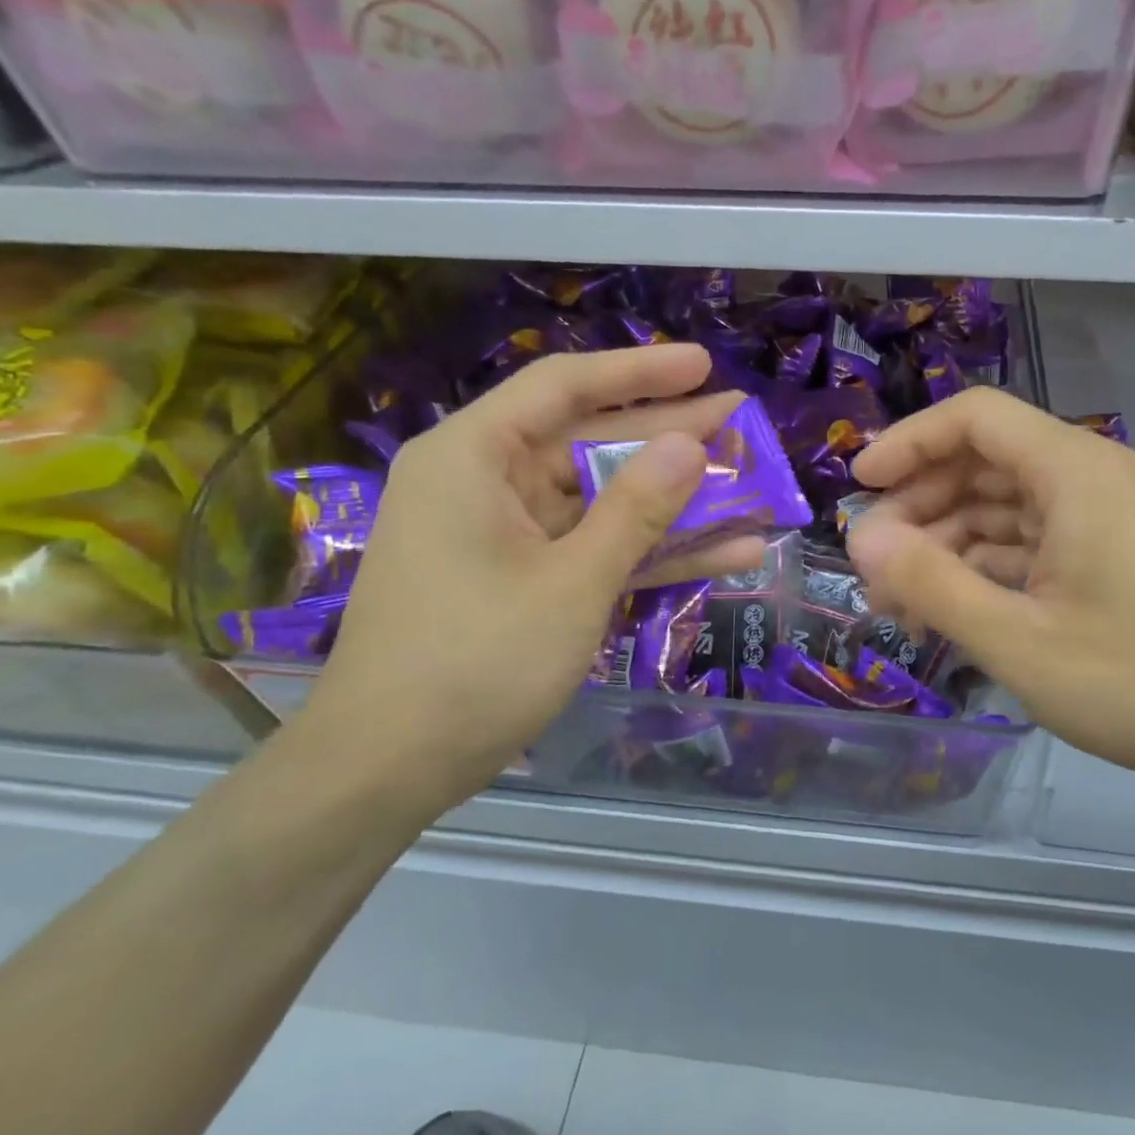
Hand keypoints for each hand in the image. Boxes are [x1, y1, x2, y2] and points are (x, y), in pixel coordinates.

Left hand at [300, 345, 762, 815]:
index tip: (703, 365)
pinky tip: (723, 553)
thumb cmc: (474, 663)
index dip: (639, 371)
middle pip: (590, 441)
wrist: (387, 770)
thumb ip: (637, 509)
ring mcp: (505, 534)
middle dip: (669, 437)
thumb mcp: (571, 582)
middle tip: (740, 420)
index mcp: (473, 457)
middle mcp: (484, 482)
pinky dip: (649, 550)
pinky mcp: (521, 578)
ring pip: (601, 499)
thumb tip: (692, 444)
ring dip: (672, 500)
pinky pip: (592, 546)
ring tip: (748, 484)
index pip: (564, 386)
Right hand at [845, 389, 1134, 792]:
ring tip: (904, 601)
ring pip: (1004, 503)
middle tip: (875, 565)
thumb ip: (931, 585)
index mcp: (1074, 472)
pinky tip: (956, 607)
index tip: (858, 488)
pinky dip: (988, 564)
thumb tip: (860, 540)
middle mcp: (1091, 475)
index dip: (908, 443)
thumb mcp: (1019, 642)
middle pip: (984, 459)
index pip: (974, 417)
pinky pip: (1032, 537)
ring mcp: (1105, 513)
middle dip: (920, 505)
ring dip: (949, 542)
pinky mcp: (1112, 549)